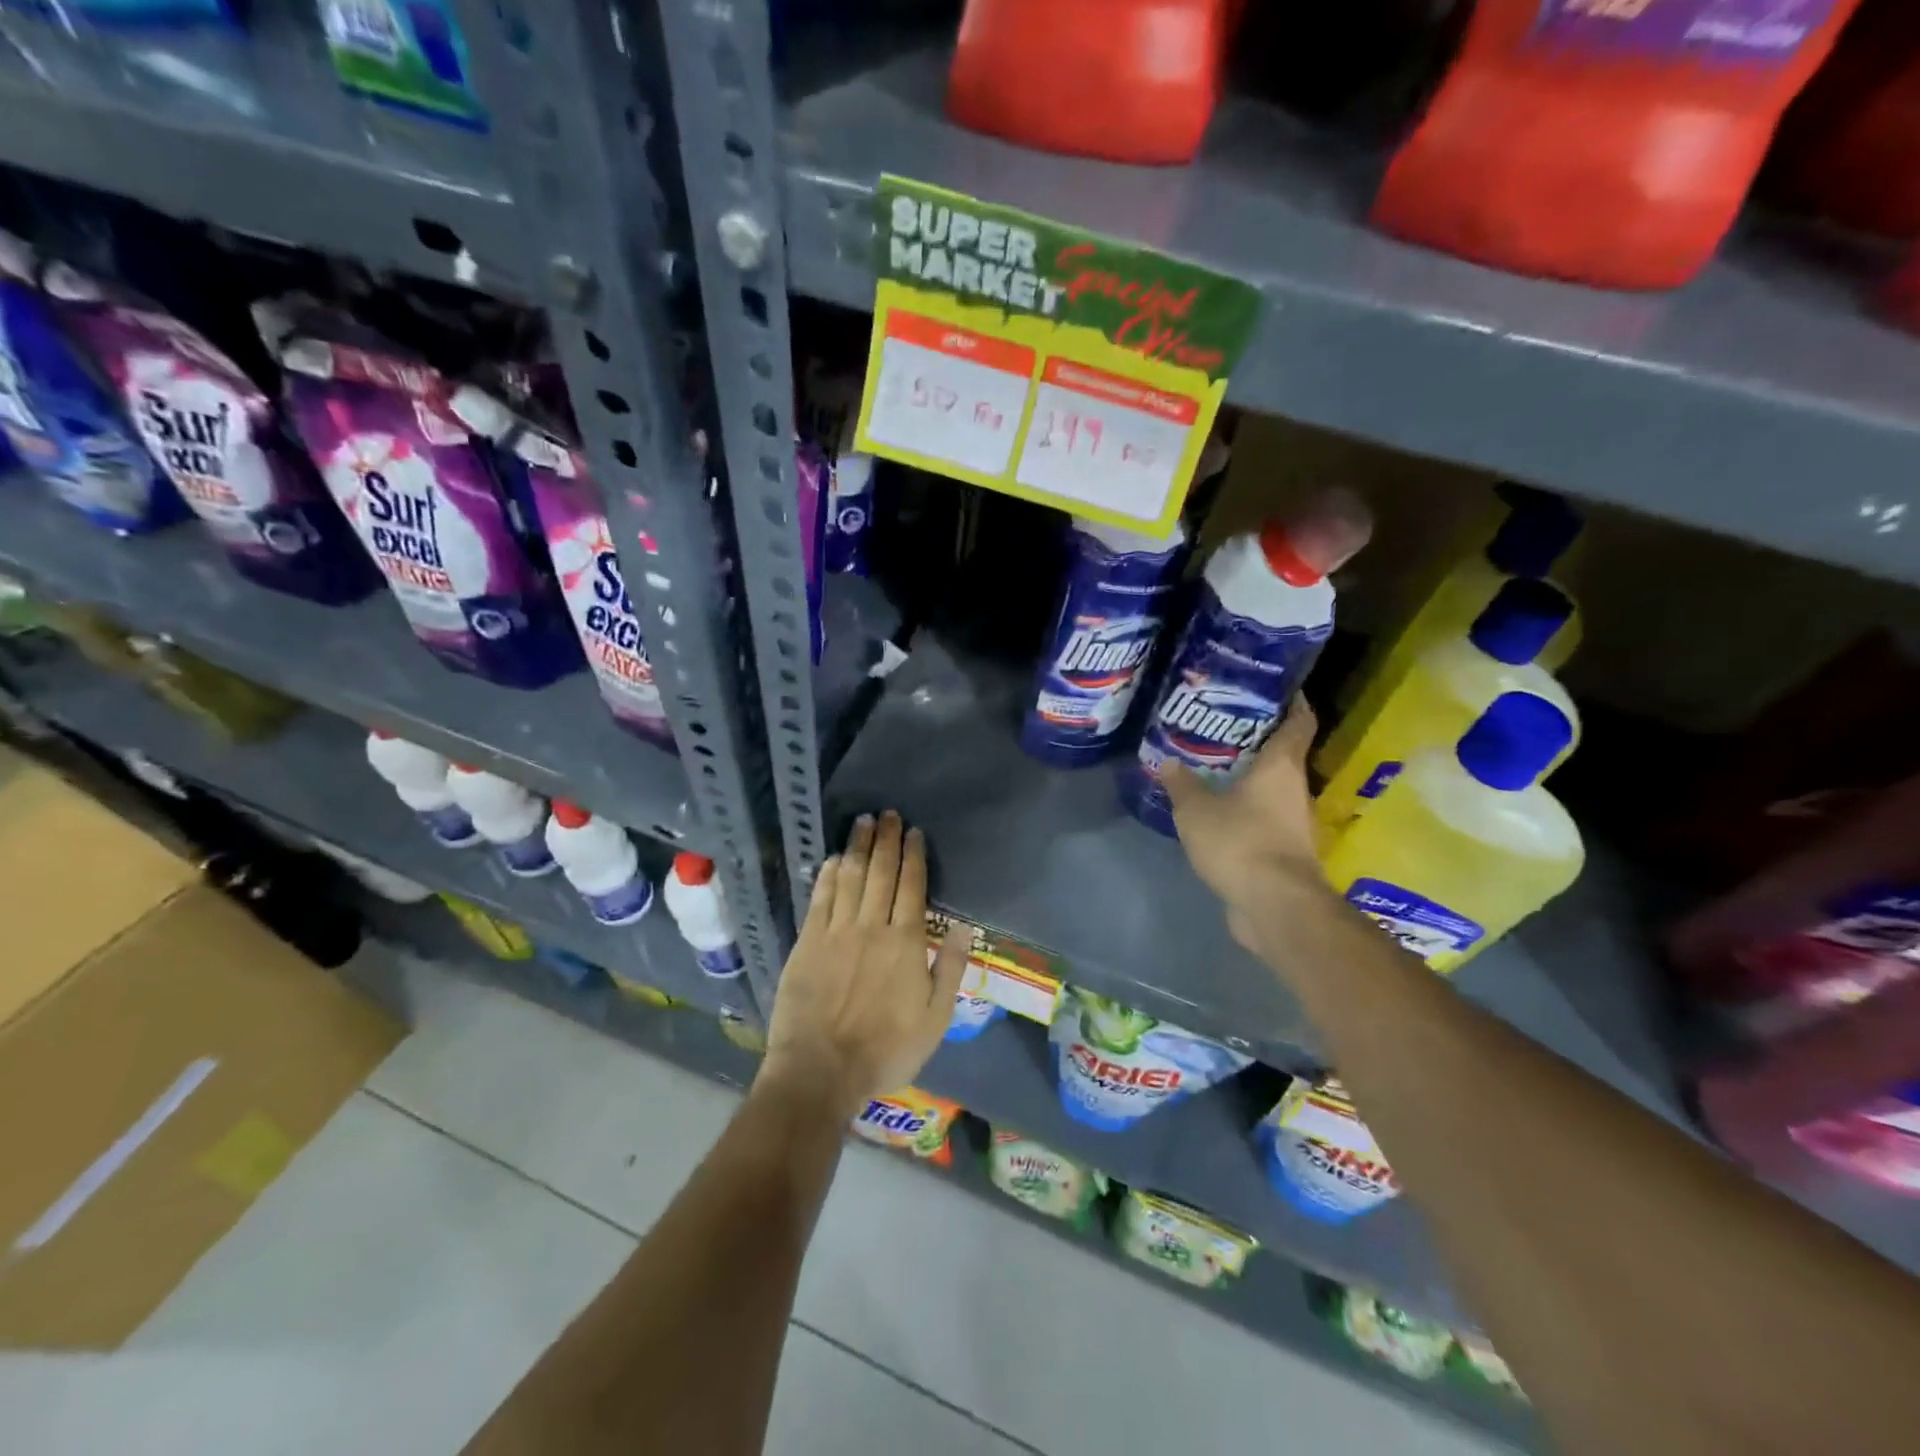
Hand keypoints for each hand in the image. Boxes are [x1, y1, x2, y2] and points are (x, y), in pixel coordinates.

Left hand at [759, 811, 970, 1119]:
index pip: (912, 887)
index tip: (914, 832)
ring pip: (850, 877)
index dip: (914, 856)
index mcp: (906, 942)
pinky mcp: (808, 942)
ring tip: (863, 822)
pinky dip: (828, 875)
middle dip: (886, 840)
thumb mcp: (935, 1018)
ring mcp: (837, 932)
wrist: (822, 1070)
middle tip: (888, 813)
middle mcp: (872, 926)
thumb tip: (966, 926)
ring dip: (858, 847)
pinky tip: (833, 858)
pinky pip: (820, 899)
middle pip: (881, 873)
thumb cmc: (886, 1049)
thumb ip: (951, 969)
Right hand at [1162, 696, 1330, 948]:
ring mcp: (1293, 821)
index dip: (1291, 700)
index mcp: (1282, 766)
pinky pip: (1263, 816)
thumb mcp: (1197, 810)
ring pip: (1272, 787)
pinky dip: (1245, 808)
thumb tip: (1167, 761)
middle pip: (1283, 753)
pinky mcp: (1284, 849)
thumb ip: (1181, 784)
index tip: (1272, 687)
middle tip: (1221, 724)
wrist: (1274, 905)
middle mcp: (1295, 788)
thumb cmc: (1240, 842)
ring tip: (1212, 763)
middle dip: (1256, 738)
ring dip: (1249, 776)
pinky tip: (1216, 808)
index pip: (1299, 720)